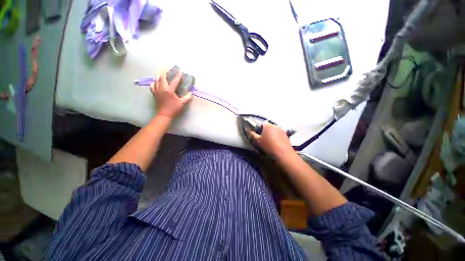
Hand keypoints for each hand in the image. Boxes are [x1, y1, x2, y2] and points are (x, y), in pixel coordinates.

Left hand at [151, 71, 191, 118]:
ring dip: (160, 75)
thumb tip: (190, 92)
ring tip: (164, 73)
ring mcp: (157, 90)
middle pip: (162, 76)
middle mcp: (162, 88)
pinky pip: (153, 85)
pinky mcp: (154, 93)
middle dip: (166, 71)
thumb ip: (187, 97)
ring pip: (157, 79)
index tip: (180, 71)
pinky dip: (155, 82)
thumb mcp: (182, 103)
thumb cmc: (174, 109)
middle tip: (169, 67)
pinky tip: (157, 82)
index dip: (178, 76)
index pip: (174, 81)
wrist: (164, 115)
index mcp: (169, 90)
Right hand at [249, 123, 294, 158]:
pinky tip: (276, 143)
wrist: (283, 153)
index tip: (259, 135)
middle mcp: (275, 125)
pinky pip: (279, 133)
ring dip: (271, 133)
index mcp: (268, 125)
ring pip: (274, 130)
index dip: (259, 128)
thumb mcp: (258, 141)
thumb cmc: (268, 146)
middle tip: (264, 139)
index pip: (262, 123)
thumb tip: (247, 129)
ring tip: (270, 141)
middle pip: (268, 126)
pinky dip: (277, 136)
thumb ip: (252, 134)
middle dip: (266, 131)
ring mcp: (281, 129)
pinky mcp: (286, 134)